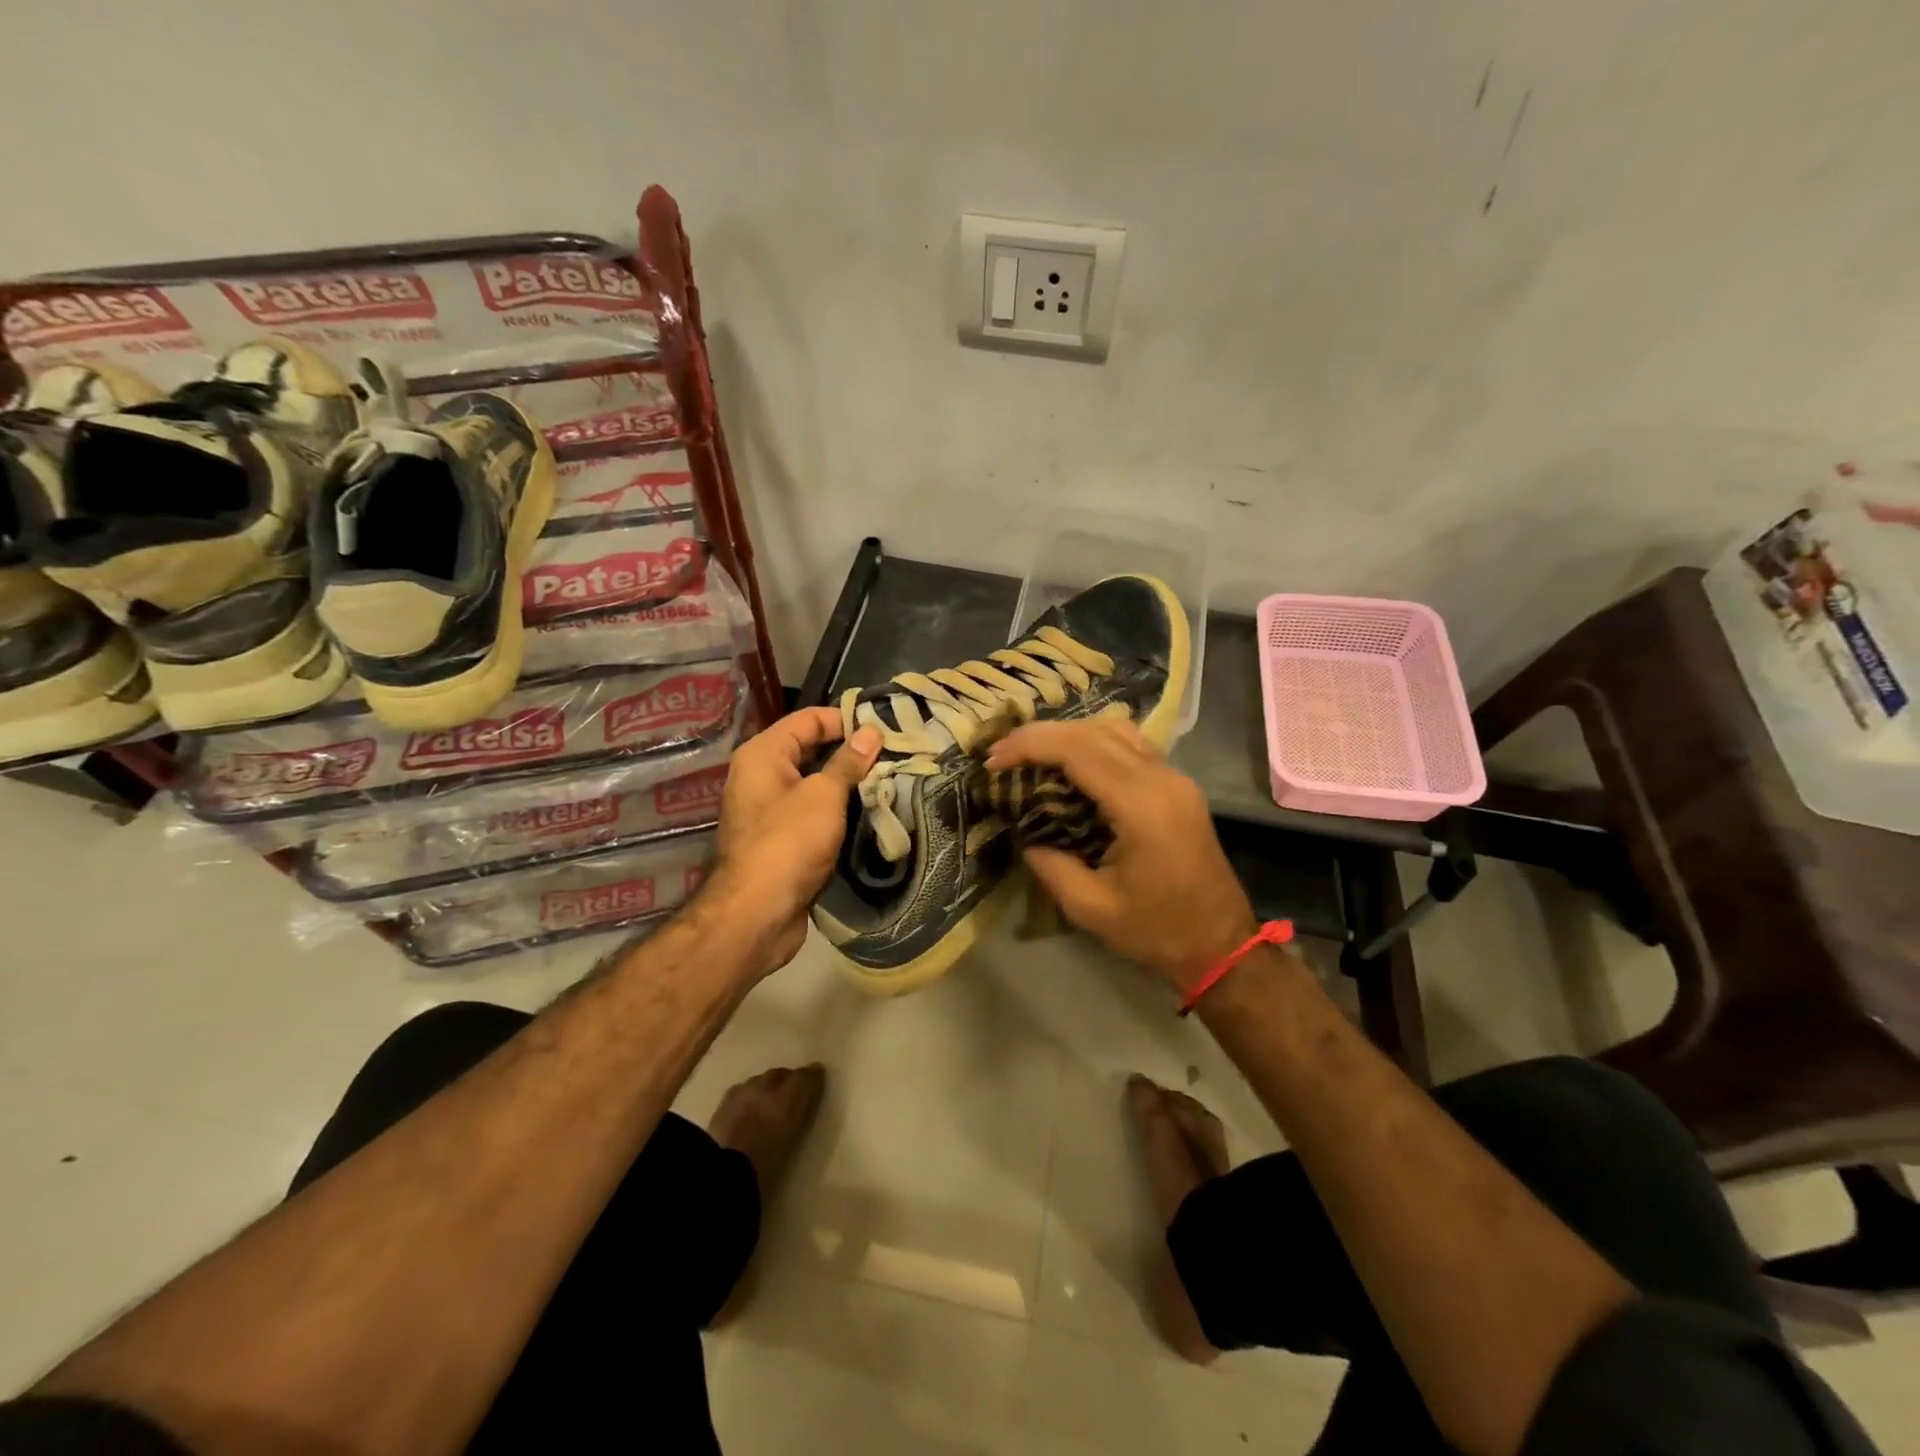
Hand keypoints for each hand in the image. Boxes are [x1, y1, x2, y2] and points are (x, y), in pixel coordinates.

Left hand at [709, 708, 879, 973]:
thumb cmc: (789, 841)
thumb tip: (870, 732)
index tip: (884, 728)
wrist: (757, 912)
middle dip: (850, 752)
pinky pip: (812, 812)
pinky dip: (837, 810)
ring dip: (847, 784)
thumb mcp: (824, 795)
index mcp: (763, 754)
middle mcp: (760, 775)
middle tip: (892, 754)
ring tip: (889, 780)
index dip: (844, 719)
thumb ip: (848, 762)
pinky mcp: (780, 839)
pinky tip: (869, 812)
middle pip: (810, 750)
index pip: (807, 719)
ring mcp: (769, 809)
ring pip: (814, 784)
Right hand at [986, 718, 1257, 992]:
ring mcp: (1175, 779)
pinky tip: (1071, 762)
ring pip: (1116, 730)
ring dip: (1070, 734)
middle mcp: (1162, 779)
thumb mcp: (1091, 908)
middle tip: (1002, 754)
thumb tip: (1027, 835)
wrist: (1221, 944)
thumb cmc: (1157, 931)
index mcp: (1142, 806)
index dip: (1030, 746)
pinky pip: (1132, 745)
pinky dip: (1095, 743)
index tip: (994, 761)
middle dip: (1042, 735)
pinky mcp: (1178, 786)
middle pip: (1095, 731)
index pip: (1078, 751)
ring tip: (1032, 754)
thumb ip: (1051, 866)